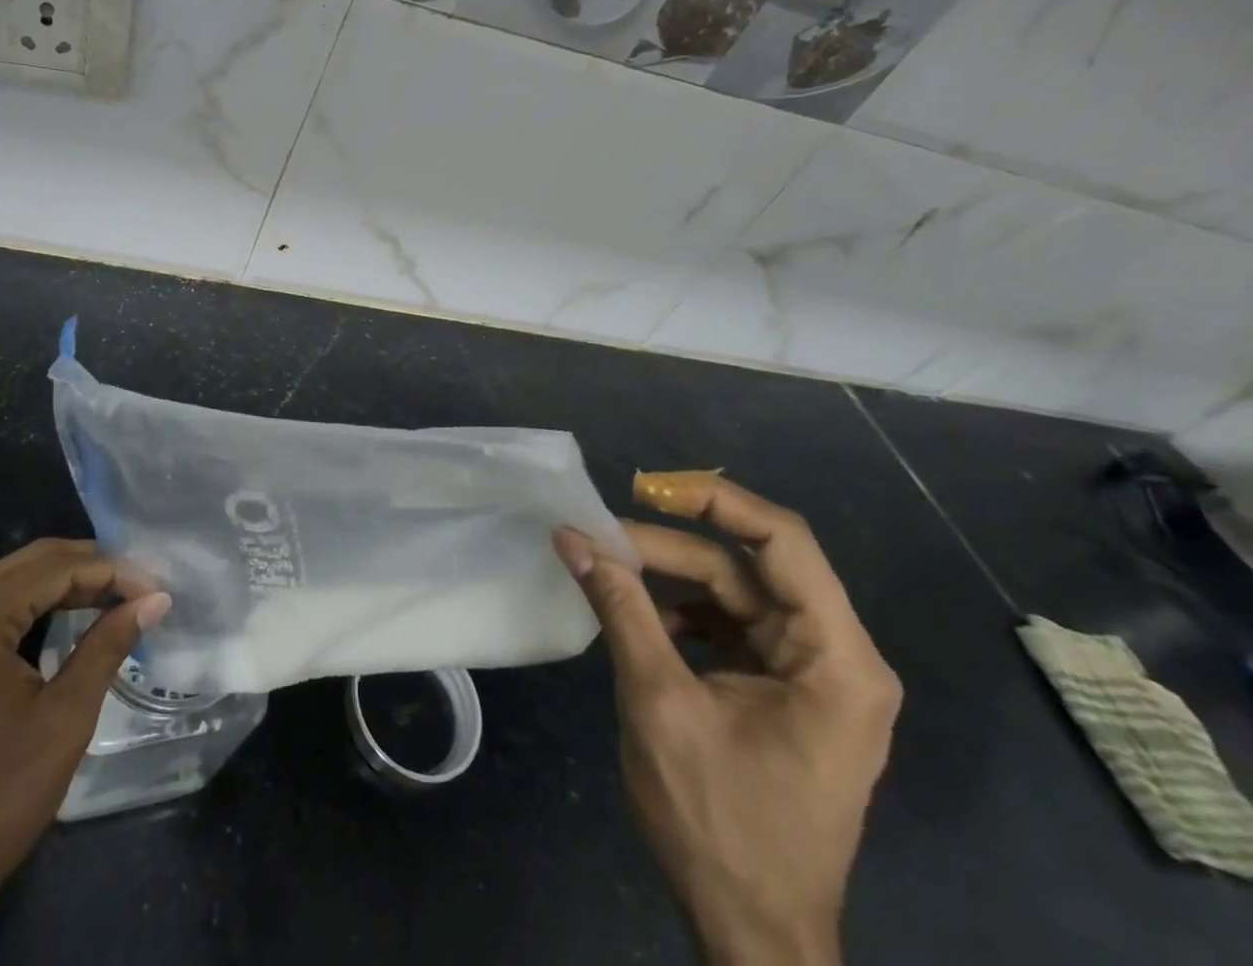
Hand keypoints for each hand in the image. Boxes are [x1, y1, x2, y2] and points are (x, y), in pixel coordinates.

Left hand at [0, 539, 170, 965]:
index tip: (157, 587)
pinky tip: (75, 614)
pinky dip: (39, 604)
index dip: (112, 571)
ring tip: (120, 596)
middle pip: (33, 563)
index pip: (55, 568)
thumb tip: (156, 599)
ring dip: (68, 583)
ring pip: (15, 580)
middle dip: (92, 568)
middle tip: (143, 586)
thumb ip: (109, 644)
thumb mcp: (64, 719)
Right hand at [556, 472, 900, 965]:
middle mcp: (836, 658)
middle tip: (600, 536)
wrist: (752, 933)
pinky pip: (730, 627)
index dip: (716, 501)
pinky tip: (639, 621)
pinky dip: (682, 614)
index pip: (783, 541)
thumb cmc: (719, 821)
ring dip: (671, 577)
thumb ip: (619, 607)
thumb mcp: (659, 702)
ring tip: (609, 570)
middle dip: (672, 546)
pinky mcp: (782, 693)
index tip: (647, 487)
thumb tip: (571, 535)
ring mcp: (810, 677)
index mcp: (836, 659)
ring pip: (735, 593)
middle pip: (749, 567)